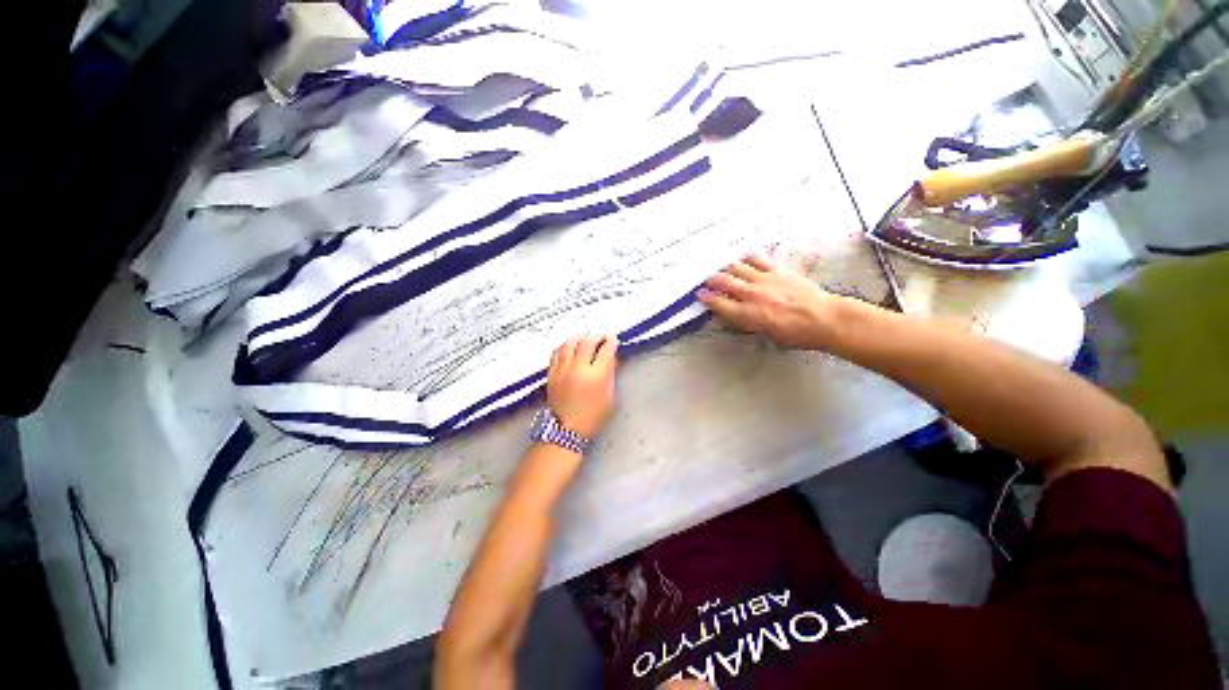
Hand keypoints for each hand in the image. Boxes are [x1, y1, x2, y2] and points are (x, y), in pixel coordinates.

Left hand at [547, 334, 619, 437]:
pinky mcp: (552, 373)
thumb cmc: (594, 416)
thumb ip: (611, 374)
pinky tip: (570, 347)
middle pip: (587, 342)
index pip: (606, 350)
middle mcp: (578, 368)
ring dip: (580, 338)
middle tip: (601, 337)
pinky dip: (566, 346)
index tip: (614, 340)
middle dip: (596, 337)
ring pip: (570, 344)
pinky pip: (557, 352)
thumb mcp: (610, 397)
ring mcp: (563, 370)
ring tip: (585, 338)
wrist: (567, 429)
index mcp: (596, 376)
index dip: (611, 342)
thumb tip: (611, 357)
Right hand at [697, 254, 854, 350]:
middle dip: (712, 280)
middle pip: (723, 281)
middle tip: (707, 280)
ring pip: (737, 267)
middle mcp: (750, 294)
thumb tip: (737, 314)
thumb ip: (748, 323)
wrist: (823, 318)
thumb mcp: (766, 335)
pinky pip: (757, 258)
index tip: (700, 294)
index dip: (706, 298)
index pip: (718, 303)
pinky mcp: (777, 270)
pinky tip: (744, 258)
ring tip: (723, 268)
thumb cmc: (795, 334)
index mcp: (746, 314)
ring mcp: (763, 279)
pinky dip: (747, 257)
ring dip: (727, 267)